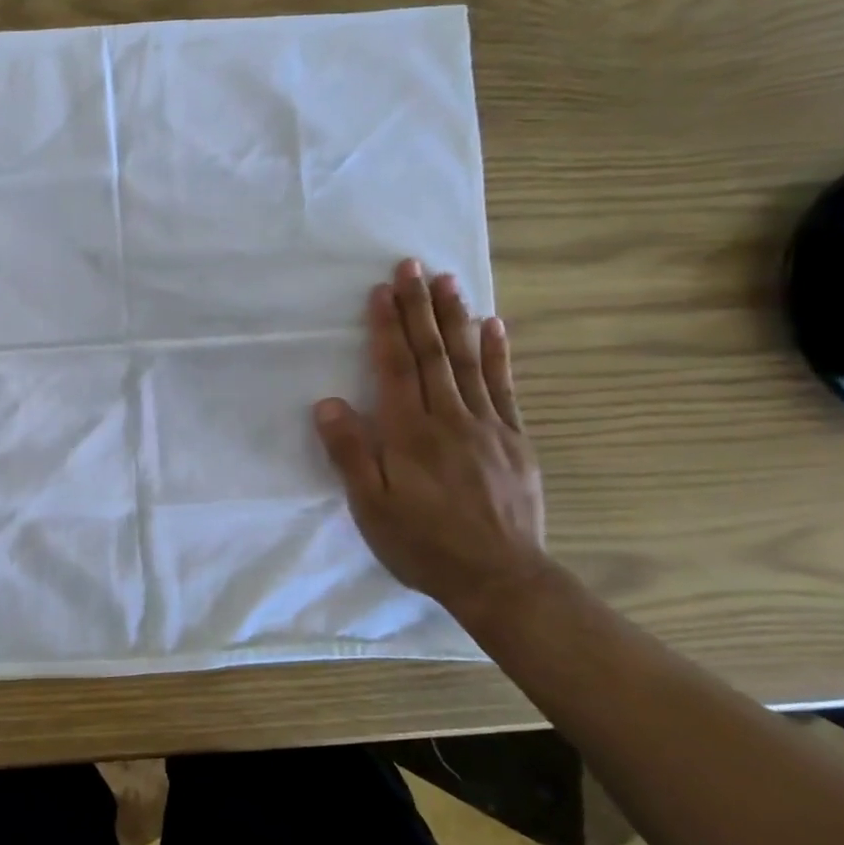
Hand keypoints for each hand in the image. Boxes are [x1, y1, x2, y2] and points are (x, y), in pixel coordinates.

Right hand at [313, 259, 548, 622]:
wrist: (500, 578)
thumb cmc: (423, 544)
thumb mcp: (371, 508)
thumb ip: (349, 454)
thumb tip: (328, 403)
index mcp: (410, 434)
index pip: (396, 367)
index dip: (387, 327)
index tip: (381, 290)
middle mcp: (450, 419)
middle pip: (432, 353)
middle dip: (419, 307)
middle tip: (413, 265)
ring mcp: (488, 426)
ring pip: (468, 361)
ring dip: (456, 318)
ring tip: (448, 281)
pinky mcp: (515, 440)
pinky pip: (505, 387)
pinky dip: (498, 354)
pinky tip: (494, 327)